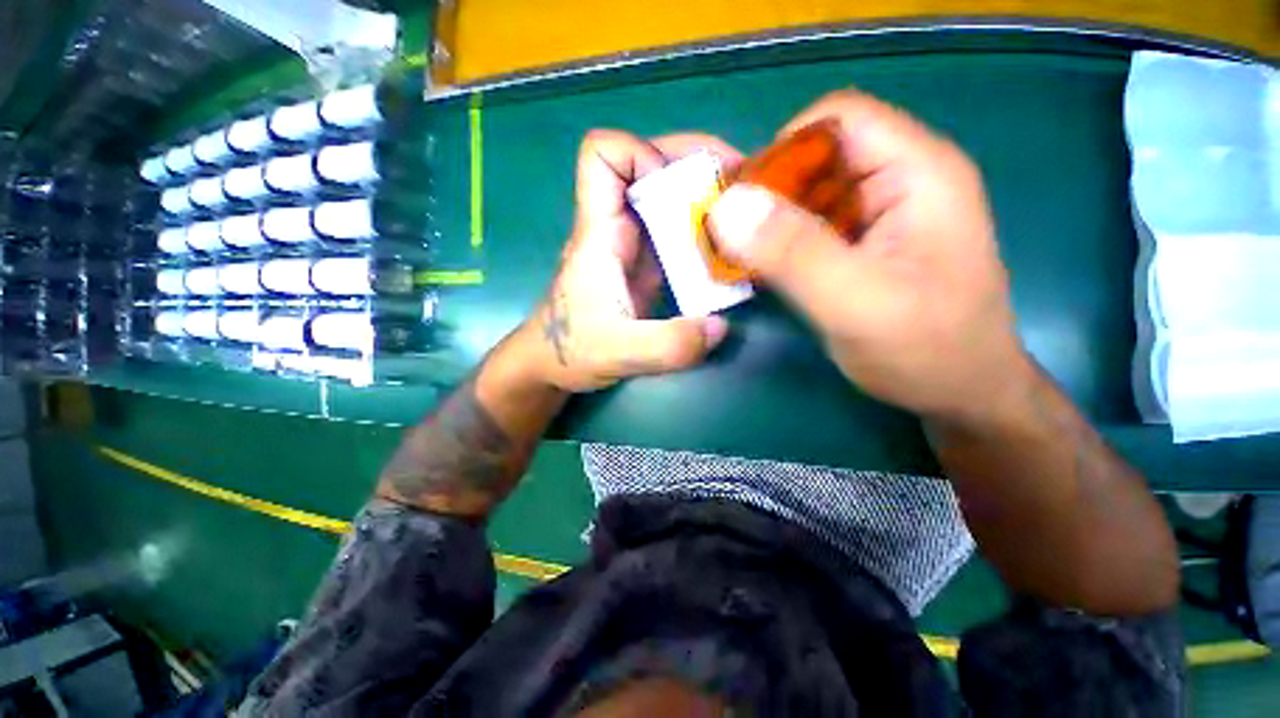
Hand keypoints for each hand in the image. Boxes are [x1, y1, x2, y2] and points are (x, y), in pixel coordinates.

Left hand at [529, 129, 738, 391]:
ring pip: (667, 196)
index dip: (642, 154)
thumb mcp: (619, 352)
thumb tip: (720, 326)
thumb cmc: (572, 351)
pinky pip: (677, 231)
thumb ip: (667, 345)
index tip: (681, 190)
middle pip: (649, 163)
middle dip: (696, 165)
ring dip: (706, 197)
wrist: (554, 364)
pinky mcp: (645, 265)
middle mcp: (616, 227)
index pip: (603, 156)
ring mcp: (632, 246)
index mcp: (600, 233)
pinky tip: (729, 251)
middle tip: (743, 184)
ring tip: (746, 215)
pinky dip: (704, 232)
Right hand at [709, 90, 1032, 423]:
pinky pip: (812, 227)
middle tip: (732, 240)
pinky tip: (764, 270)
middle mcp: (901, 181)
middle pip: (819, 157)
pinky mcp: (864, 246)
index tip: (740, 204)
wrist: (960, 394)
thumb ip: (794, 252)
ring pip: (810, 195)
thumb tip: (726, 207)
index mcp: (917, 173)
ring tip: (740, 258)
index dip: (781, 151)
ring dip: (769, 223)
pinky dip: (780, 243)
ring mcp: (882, 215)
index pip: (838, 119)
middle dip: (768, 194)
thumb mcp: (856, 302)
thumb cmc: (926, 351)